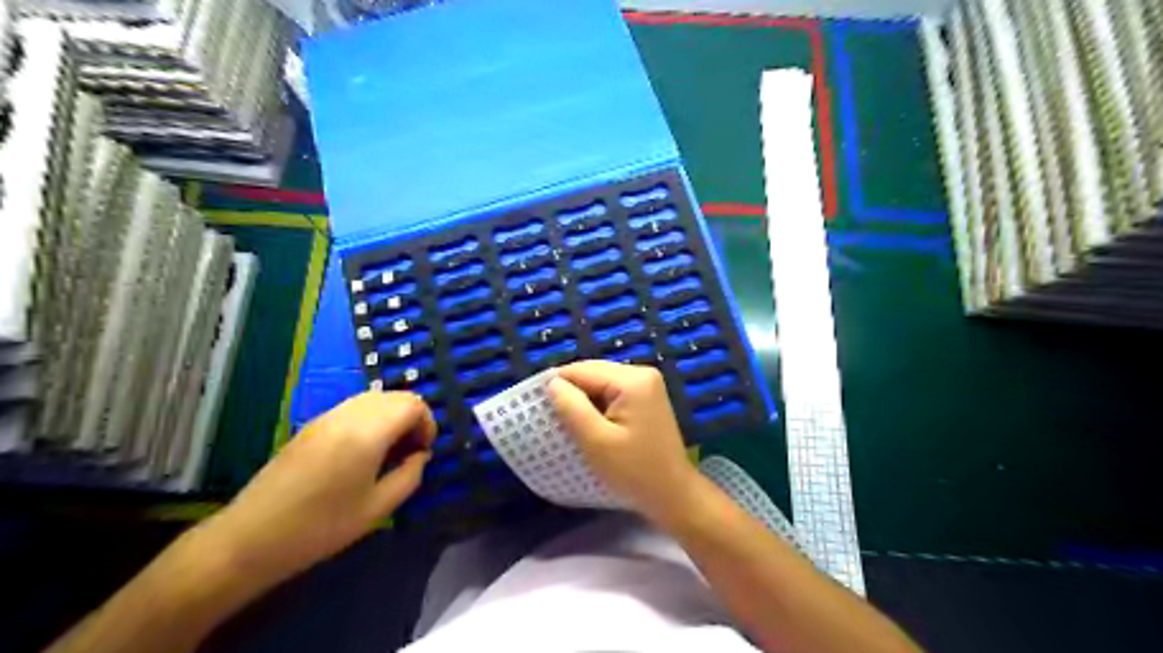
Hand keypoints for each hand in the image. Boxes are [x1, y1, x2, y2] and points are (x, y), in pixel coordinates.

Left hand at [192, 389, 436, 584]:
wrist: (251, 538)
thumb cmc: (321, 527)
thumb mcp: (378, 508)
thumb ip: (410, 476)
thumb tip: (421, 456)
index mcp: (368, 432)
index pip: (414, 405)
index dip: (428, 424)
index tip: (423, 453)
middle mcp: (349, 414)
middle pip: (397, 396)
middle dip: (413, 418)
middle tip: (410, 452)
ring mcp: (327, 416)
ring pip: (375, 398)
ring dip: (392, 417)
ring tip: (388, 453)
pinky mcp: (313, 424)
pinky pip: (355, 407)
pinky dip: (372, 419)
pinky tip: (363, 452)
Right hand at [549, 358, 697, 522]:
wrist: (672, 494)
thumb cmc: (633, 471)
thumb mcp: (596, 441)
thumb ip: (571, 407)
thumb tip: (552, 383)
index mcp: (632, 379)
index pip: (583, 370)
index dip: (557, 385)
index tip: (536, 405)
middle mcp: (641, 373)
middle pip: (593, 373)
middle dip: (571, 392)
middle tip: (550, 415)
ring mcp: (647, 384)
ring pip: (601, 382)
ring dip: (583, 399)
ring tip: (567, 421)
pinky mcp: (647, 398)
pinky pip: (613, 392)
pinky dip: (597, 405)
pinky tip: (589, 424)